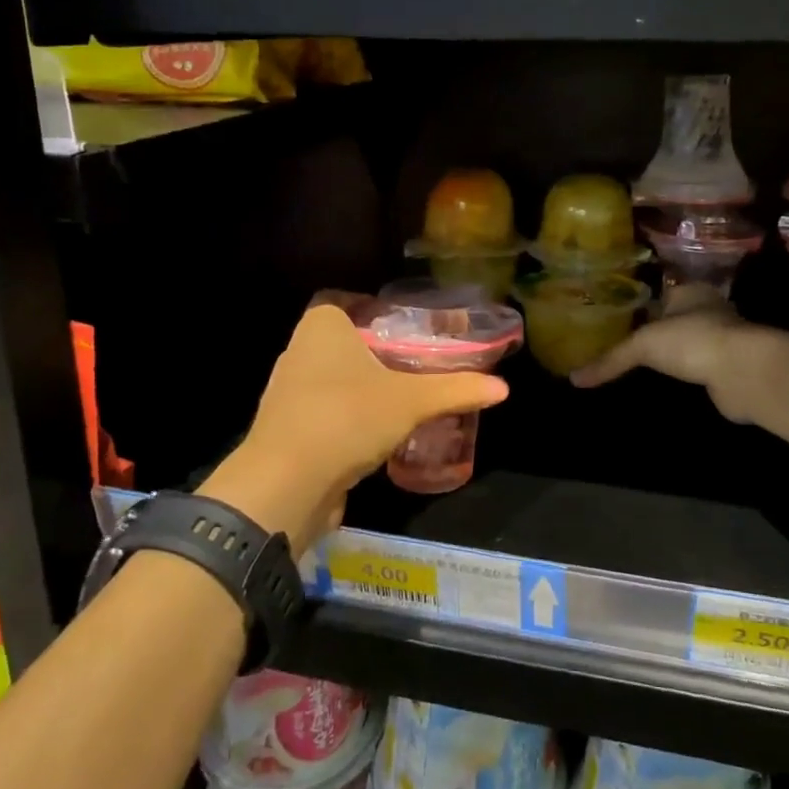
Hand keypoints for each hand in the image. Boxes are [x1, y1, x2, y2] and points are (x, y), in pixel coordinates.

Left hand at [200, 304, 507, 548]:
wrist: (284, 485)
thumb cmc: (346, 418)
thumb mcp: (410, 402)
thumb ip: (455, 390)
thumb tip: (504, 388)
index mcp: (321, 326)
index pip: (348, 303)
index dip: (377, 312)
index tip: (411, 329)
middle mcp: (299, 351)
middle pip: (346, 343)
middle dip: (379, 354)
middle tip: (419, 364)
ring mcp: (288, 392)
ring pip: (335, 380)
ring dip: (365, 390)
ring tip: (406, 400)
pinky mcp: (288, 430)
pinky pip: (327, 413)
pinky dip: (351, 419)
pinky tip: (380, 435)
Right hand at [570, 286, 751, 407]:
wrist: (744, 373)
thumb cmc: (692, 341)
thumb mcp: (643, 345)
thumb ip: (610, 360)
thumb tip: (574, 379)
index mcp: (690, 292)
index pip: (661, 293)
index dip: (640, 304)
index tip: (618, 318)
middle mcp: (709, 310)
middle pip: (675, 319)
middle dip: (656, 330)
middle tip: (624, 344)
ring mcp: (723, 339)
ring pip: (689, 344)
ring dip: (673, 355)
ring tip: (641, 368)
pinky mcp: (729, 367)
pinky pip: (699, 368)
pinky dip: (686, 375)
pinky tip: (667, 385)